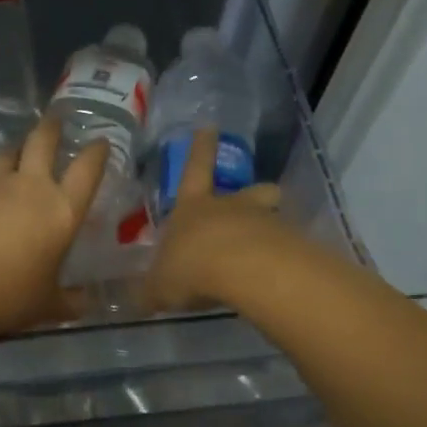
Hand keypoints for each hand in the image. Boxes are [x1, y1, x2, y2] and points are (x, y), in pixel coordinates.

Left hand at [0, 116, 107, 338]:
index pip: (88, 170)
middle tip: (56, 119)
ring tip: (19, 151)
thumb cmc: (8, 294)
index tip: (100, 141)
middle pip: (43, 142)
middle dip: (52, 127)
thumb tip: (87, 303)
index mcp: (62, 210)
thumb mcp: (46, 305)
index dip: (97, 152)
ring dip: (17, 149)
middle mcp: (31, 187)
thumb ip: (70, 301)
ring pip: (8, 154)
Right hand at [144, 128, 287, 313]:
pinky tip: (274, 280)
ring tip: (267, 251)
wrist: (242, 271)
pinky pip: (286, 247)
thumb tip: (137, 299)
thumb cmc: (191, 267)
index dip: (200, 149)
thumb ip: (152, 290)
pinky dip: (282, 259)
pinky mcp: (289, 245)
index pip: (195, 169)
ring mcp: (264, 223)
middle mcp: (230, 208)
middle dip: (256, 193)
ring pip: (272, 216)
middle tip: (262, 198)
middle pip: (250, 191)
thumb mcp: (160, 285)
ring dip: (269, 228)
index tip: (209, 127)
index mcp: (193, 208)